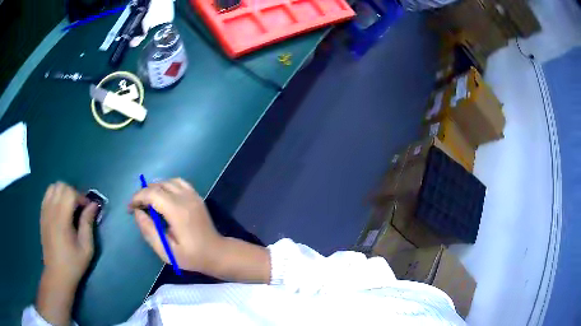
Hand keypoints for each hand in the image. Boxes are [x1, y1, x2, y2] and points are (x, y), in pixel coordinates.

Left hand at [37, 182, 97, 325]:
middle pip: (61, 186)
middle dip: (72, 192)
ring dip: (62, 192)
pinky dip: (54, 196)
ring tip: (69, 207)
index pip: (70, 193)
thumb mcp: (86, 248)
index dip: (81, 197)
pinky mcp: (42, 216)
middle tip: (79, 208)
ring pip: (52, 187)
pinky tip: (60, 210)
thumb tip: (93, 205)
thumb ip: (88, 224)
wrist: (57, 274)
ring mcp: (44, 212)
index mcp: (62, 219)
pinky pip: (47, 195)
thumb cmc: (73, 263)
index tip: (88, 209)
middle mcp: (51, 211)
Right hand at [129, 178, 223, 273]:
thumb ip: (149, 231)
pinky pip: (178, 182)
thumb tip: (137, 213)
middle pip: (158, 185)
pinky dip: (166, 186)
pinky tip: (163, 198)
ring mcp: (193, 195)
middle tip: (137, 208)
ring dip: (154, 189)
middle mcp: (185, 198)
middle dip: (143, 194)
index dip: (137, 198)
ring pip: (168, 181)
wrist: (216, 253)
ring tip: (147, 203)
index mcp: (178, 211)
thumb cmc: (191, 256)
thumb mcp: (166, 251)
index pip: (152, 194)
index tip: (130, 209)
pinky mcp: (196, 196)